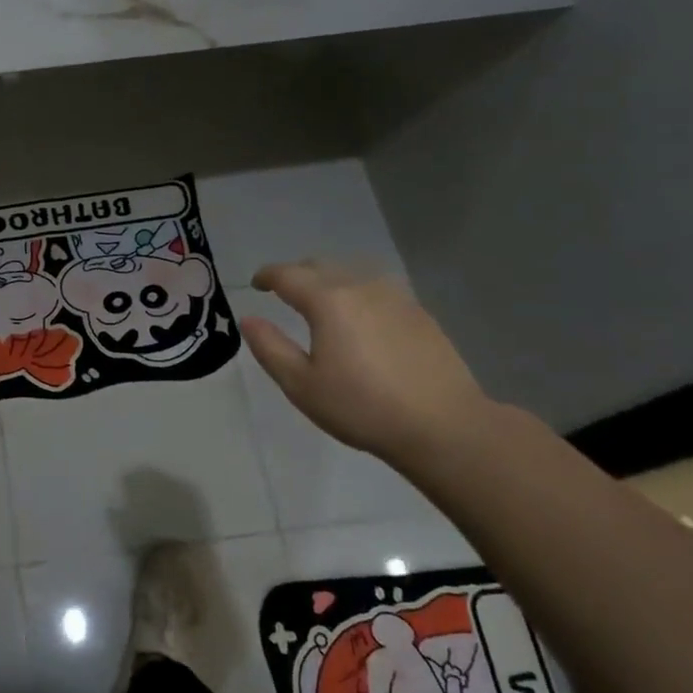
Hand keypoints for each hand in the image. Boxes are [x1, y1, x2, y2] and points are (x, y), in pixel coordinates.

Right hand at [240, 261, 493, 463]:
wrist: (443, 426)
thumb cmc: (362, 407)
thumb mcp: (301, 385)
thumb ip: (270, 347)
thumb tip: (249, 319)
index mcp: (328, 300)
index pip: (288, 275)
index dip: (267, 276)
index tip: (256, 284)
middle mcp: (360, 287)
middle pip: (320, 266)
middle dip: (297, 275)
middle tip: (283, 293)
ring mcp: (395, 297)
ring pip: (351, 274)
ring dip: (328, 281)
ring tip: (320, 304)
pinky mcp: (419, 313)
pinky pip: (377, 289)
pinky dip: (357, 294)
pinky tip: (360, 319)